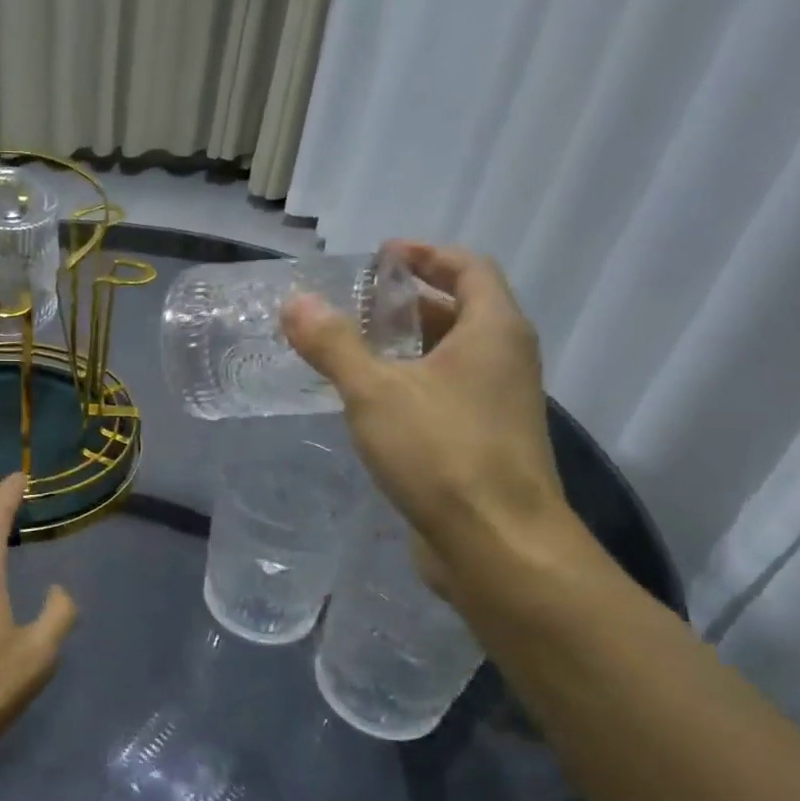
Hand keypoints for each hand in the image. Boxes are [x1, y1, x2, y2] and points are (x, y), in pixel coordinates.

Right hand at [283, 243, 576, 590]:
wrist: (498, 545)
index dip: (426, 255)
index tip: (382, 255)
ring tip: (353, 348)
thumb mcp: (375, 391)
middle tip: (356, 303)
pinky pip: (445, 393)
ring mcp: (498, 404)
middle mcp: (505, 360)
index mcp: (493, 331)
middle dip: (409, 301)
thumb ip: (333, 344)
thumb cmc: (442, 452)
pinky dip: (410, 382)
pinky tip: (369, 402)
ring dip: (407, 344)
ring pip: (451, 356)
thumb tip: (294, 301)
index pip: (468, 268)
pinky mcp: (483, 442)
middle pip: (461, 310)